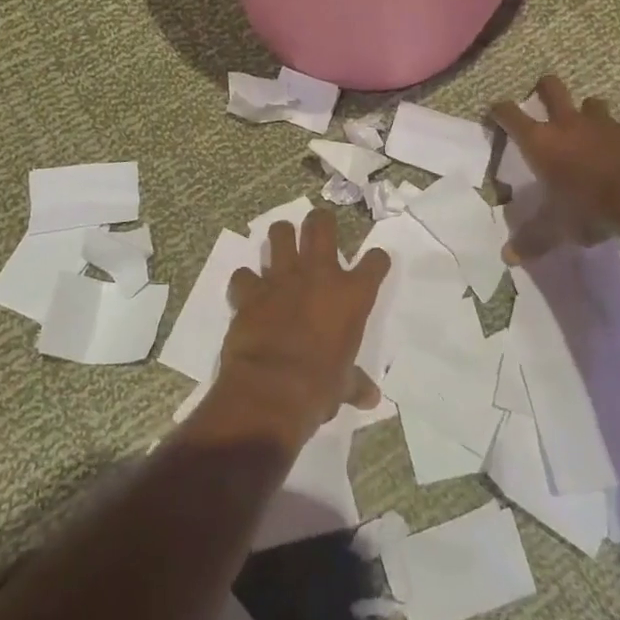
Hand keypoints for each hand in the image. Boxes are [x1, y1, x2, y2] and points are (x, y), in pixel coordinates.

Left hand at [209, 209, 390, 448]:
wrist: (272, 389)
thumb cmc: (319, 388)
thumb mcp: (343, 386)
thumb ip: (355, 383)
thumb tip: (370, 398)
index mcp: (352, 296)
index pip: (375, 262)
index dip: (376, 260)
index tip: (374, 263)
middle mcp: (318, 275)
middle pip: (321, 226)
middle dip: (320, 221)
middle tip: (319, 226)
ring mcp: (281, 278)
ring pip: (280, 234)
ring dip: (281, 237)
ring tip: (282, 245)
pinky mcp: (249, 291)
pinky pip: (244, 274)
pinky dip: (245, 281)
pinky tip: (247, 290)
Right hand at [492, 75, 619, 261]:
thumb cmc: (589, 208)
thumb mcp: (555, 228)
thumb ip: (532, 239)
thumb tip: (508, 257)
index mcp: (540, 142)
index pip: (509, 114)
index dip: (499, 110)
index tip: (495, 111)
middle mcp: (568, 124)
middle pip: (551, 87)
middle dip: (544, 88)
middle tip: (542, 98)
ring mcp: (604, 124)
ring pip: (591, 102)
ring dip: (587, 113)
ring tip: (589, 130)